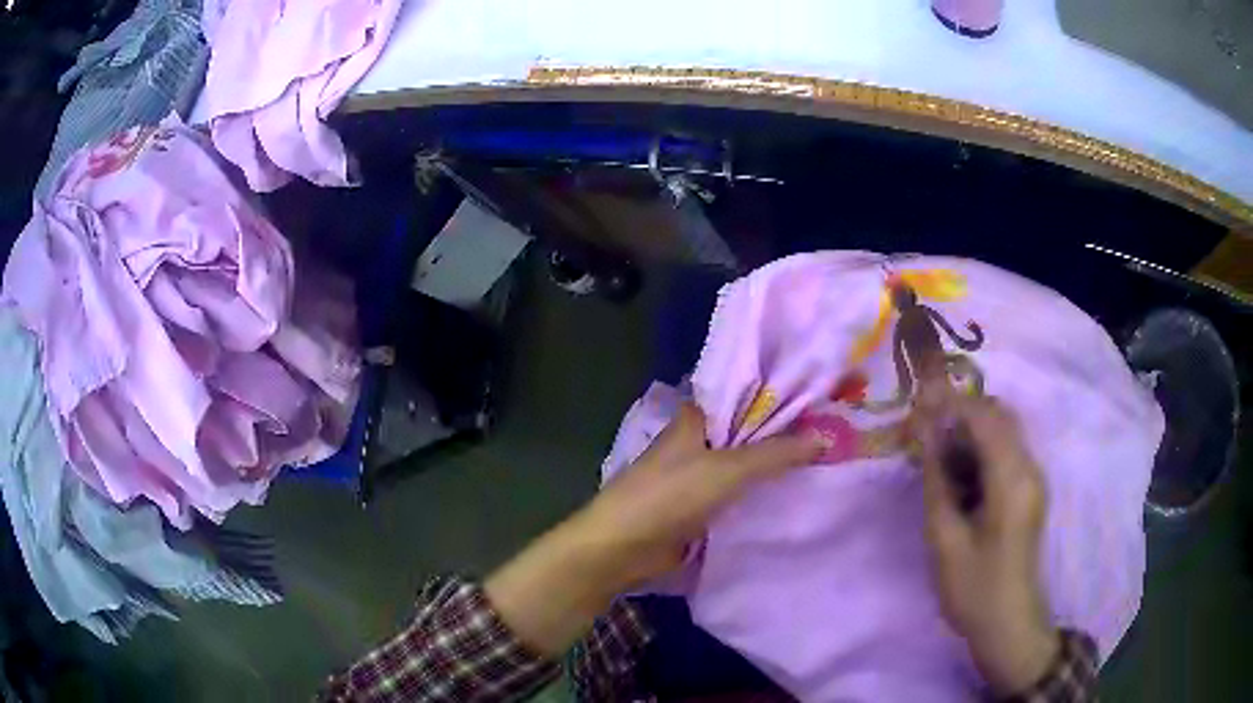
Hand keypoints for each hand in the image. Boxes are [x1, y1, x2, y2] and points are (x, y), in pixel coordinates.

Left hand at [486, 402, 822, 655]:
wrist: (621, 549)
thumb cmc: (668, 496)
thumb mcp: (727, 471)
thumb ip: (775, 454)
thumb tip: (826, 437)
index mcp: (696, 419)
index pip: (745, 396)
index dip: (780, 396)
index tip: (821, 399)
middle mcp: (697, 443)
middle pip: (747, 433)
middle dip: (783, 436)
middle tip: (834, 433)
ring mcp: (697, 477)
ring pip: (743, 467)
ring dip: (773, 469)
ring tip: (825, 462)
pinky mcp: (698, 509)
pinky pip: (737, 497)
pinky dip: (759, 497)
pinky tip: (794, 497)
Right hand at [909, 392, 1059, 695]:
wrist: (1008, 624)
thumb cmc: (973, 587)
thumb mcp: (945, 539)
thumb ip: (936, 480)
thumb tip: (925, 432)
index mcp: (1012, 479)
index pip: (985, 417)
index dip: (950, 406)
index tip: (917, 412)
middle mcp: (1029, 468)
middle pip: (999, 415)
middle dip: (961, 415)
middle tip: (926, 436)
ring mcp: (1033, 479)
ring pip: (1003, 431)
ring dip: (971, 433)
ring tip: (937, 458)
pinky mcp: (1029, 491)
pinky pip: (1006, 452)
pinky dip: (981, 451)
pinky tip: (958, 478)